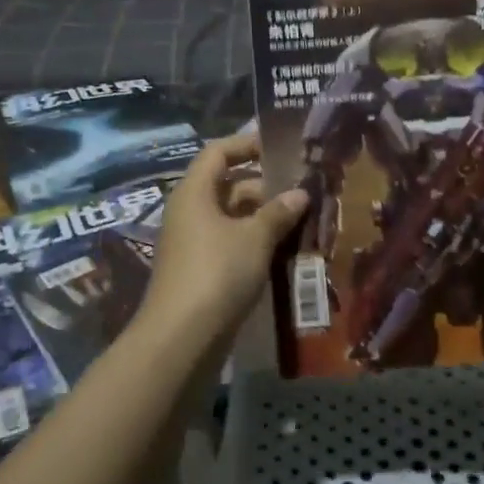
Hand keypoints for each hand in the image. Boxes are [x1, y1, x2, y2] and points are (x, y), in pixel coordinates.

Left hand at [135, 131, 308, 347]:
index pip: (218, 152)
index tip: (280, 147)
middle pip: (228, 185)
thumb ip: (278, 212)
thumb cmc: (217, 273)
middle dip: (264, 186)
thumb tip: (301, 192)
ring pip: (232, 217)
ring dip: (263, 217)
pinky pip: (230, 242)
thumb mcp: (255, 238)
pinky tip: (283, 249)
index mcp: (194, 192)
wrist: (181, 338)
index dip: (247, 144)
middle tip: (302, 190)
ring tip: (301, 219)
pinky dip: (254, 241)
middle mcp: (190, 211)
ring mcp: (193, 242)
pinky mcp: (200, 269)